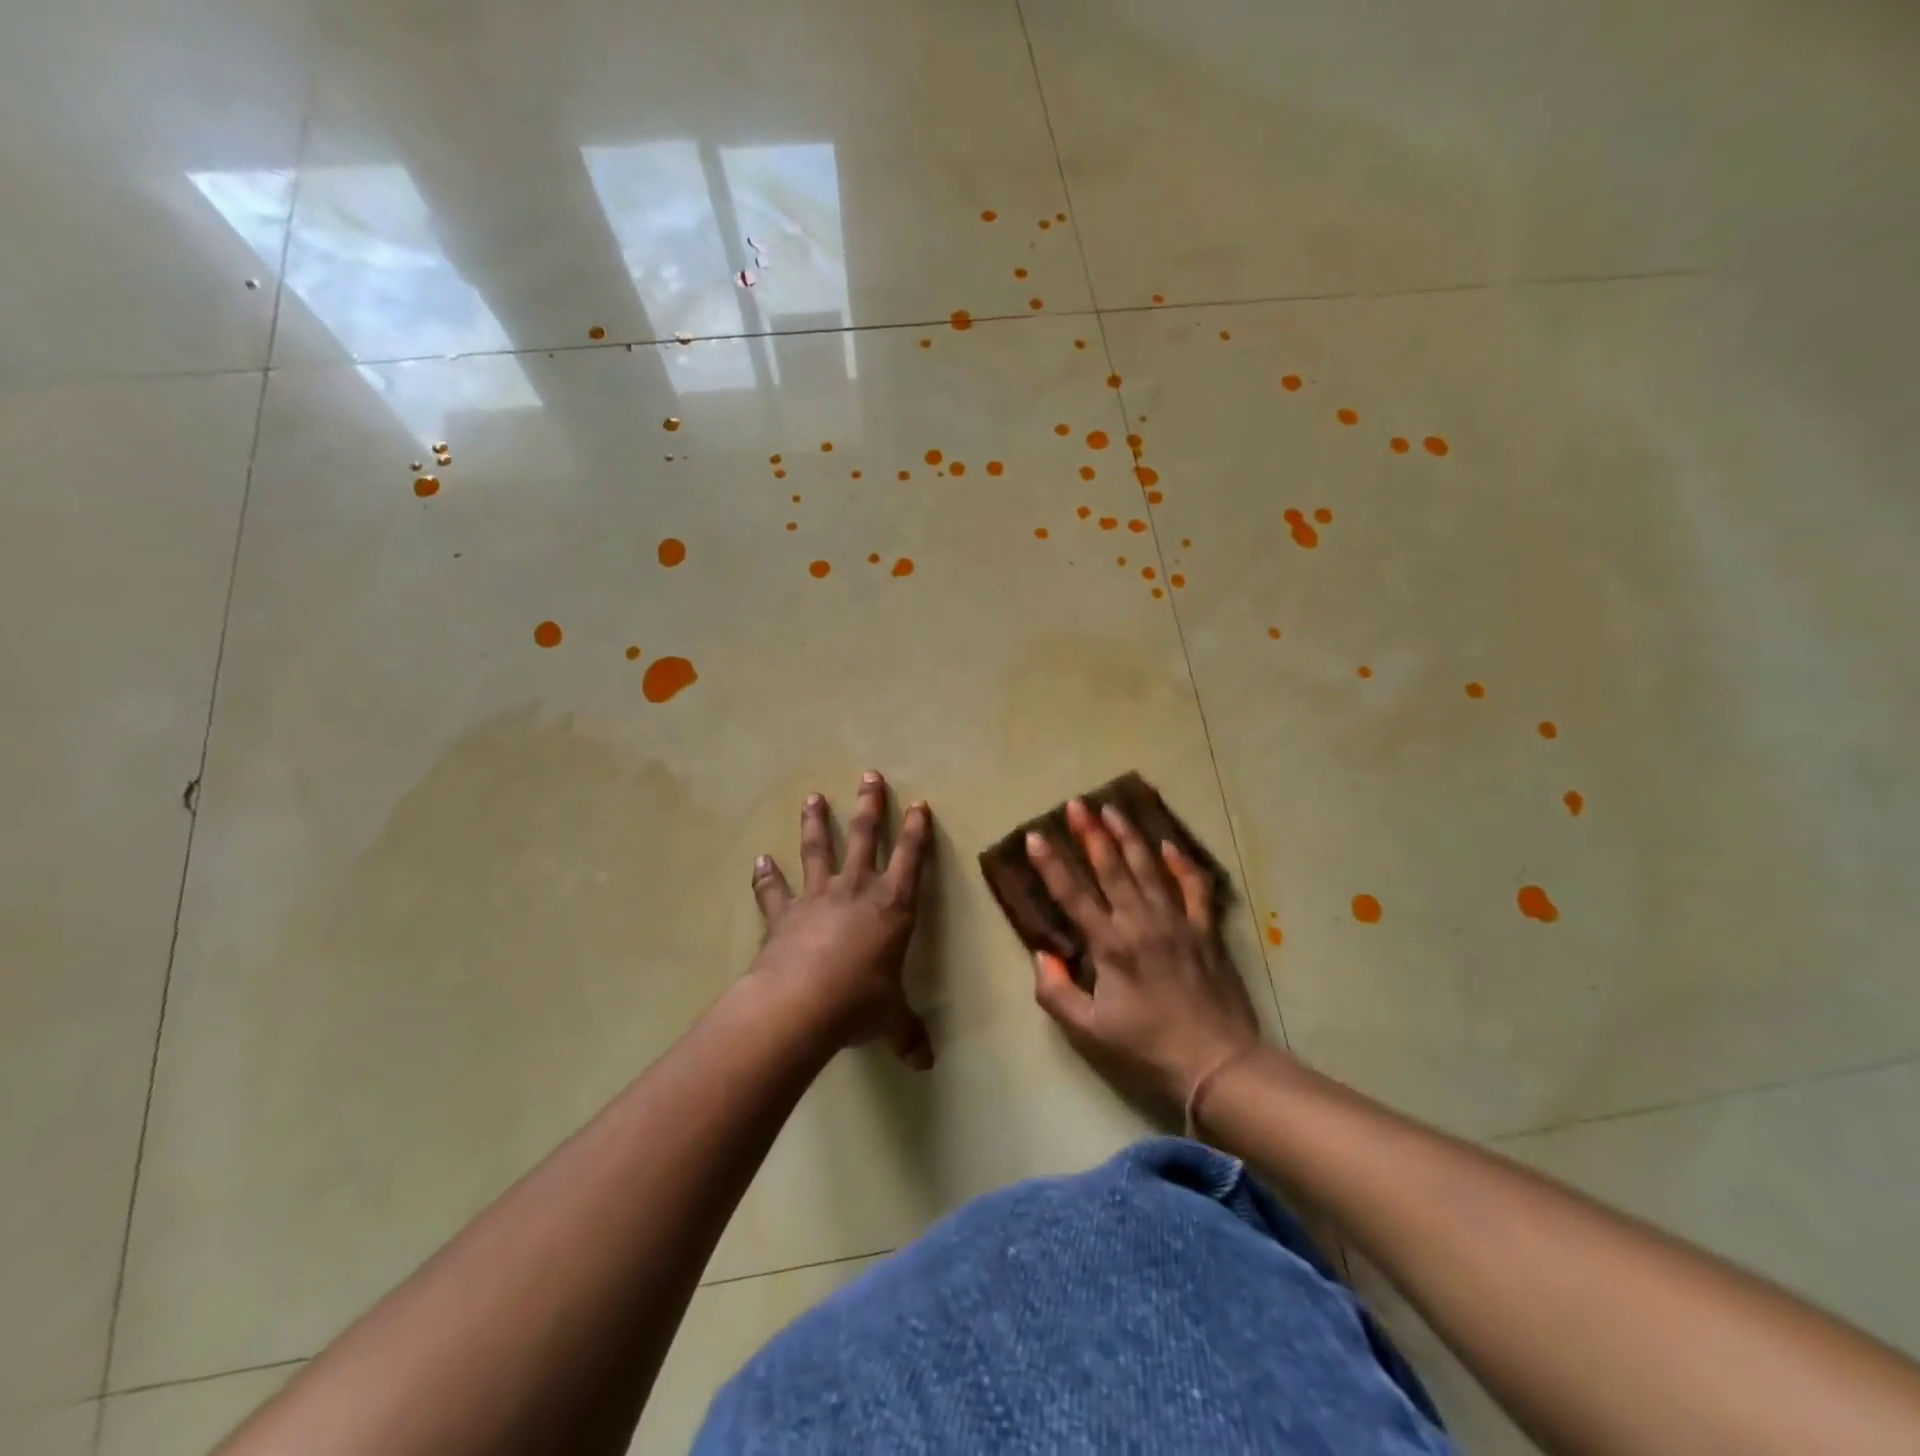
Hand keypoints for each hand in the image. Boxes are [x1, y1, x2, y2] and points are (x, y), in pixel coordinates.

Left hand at [749, 772, 934, 1068]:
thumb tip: (925, 1063)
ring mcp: (817, 897)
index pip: (911, 859)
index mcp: (892, 906)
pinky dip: (766, 876)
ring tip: (813, 797)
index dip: (916, 832)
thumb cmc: (859, 1003)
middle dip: (869, 805)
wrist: (800, 1005)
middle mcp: (856, 890)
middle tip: (869, 775)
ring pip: (818, 850)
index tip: (919, 805)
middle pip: (864, 837)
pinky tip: (759, 860)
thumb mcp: (891, 1019)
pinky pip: (774, 891)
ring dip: (816, 822)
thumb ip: (908, 1033)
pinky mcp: (783, 914)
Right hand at [1025, 798, 1260, 1113]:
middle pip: (1111, 868)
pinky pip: (1193, 887)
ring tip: (1112, 809)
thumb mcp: (1089, 1031)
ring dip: (1129, 837)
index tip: (1035, 836)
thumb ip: (1057, 992)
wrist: (1218, 1064)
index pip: (1073, 895)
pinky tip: (1169, 844)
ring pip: (1148, 868)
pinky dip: (1182, 864)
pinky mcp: (1205, 930)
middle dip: (1090, 834)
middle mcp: (1141, 923)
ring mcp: (1177, 922)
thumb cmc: (1148, 1048)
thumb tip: (1042, 955)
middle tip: (1076, 804)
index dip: (1051, 864)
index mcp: (1110, 946)